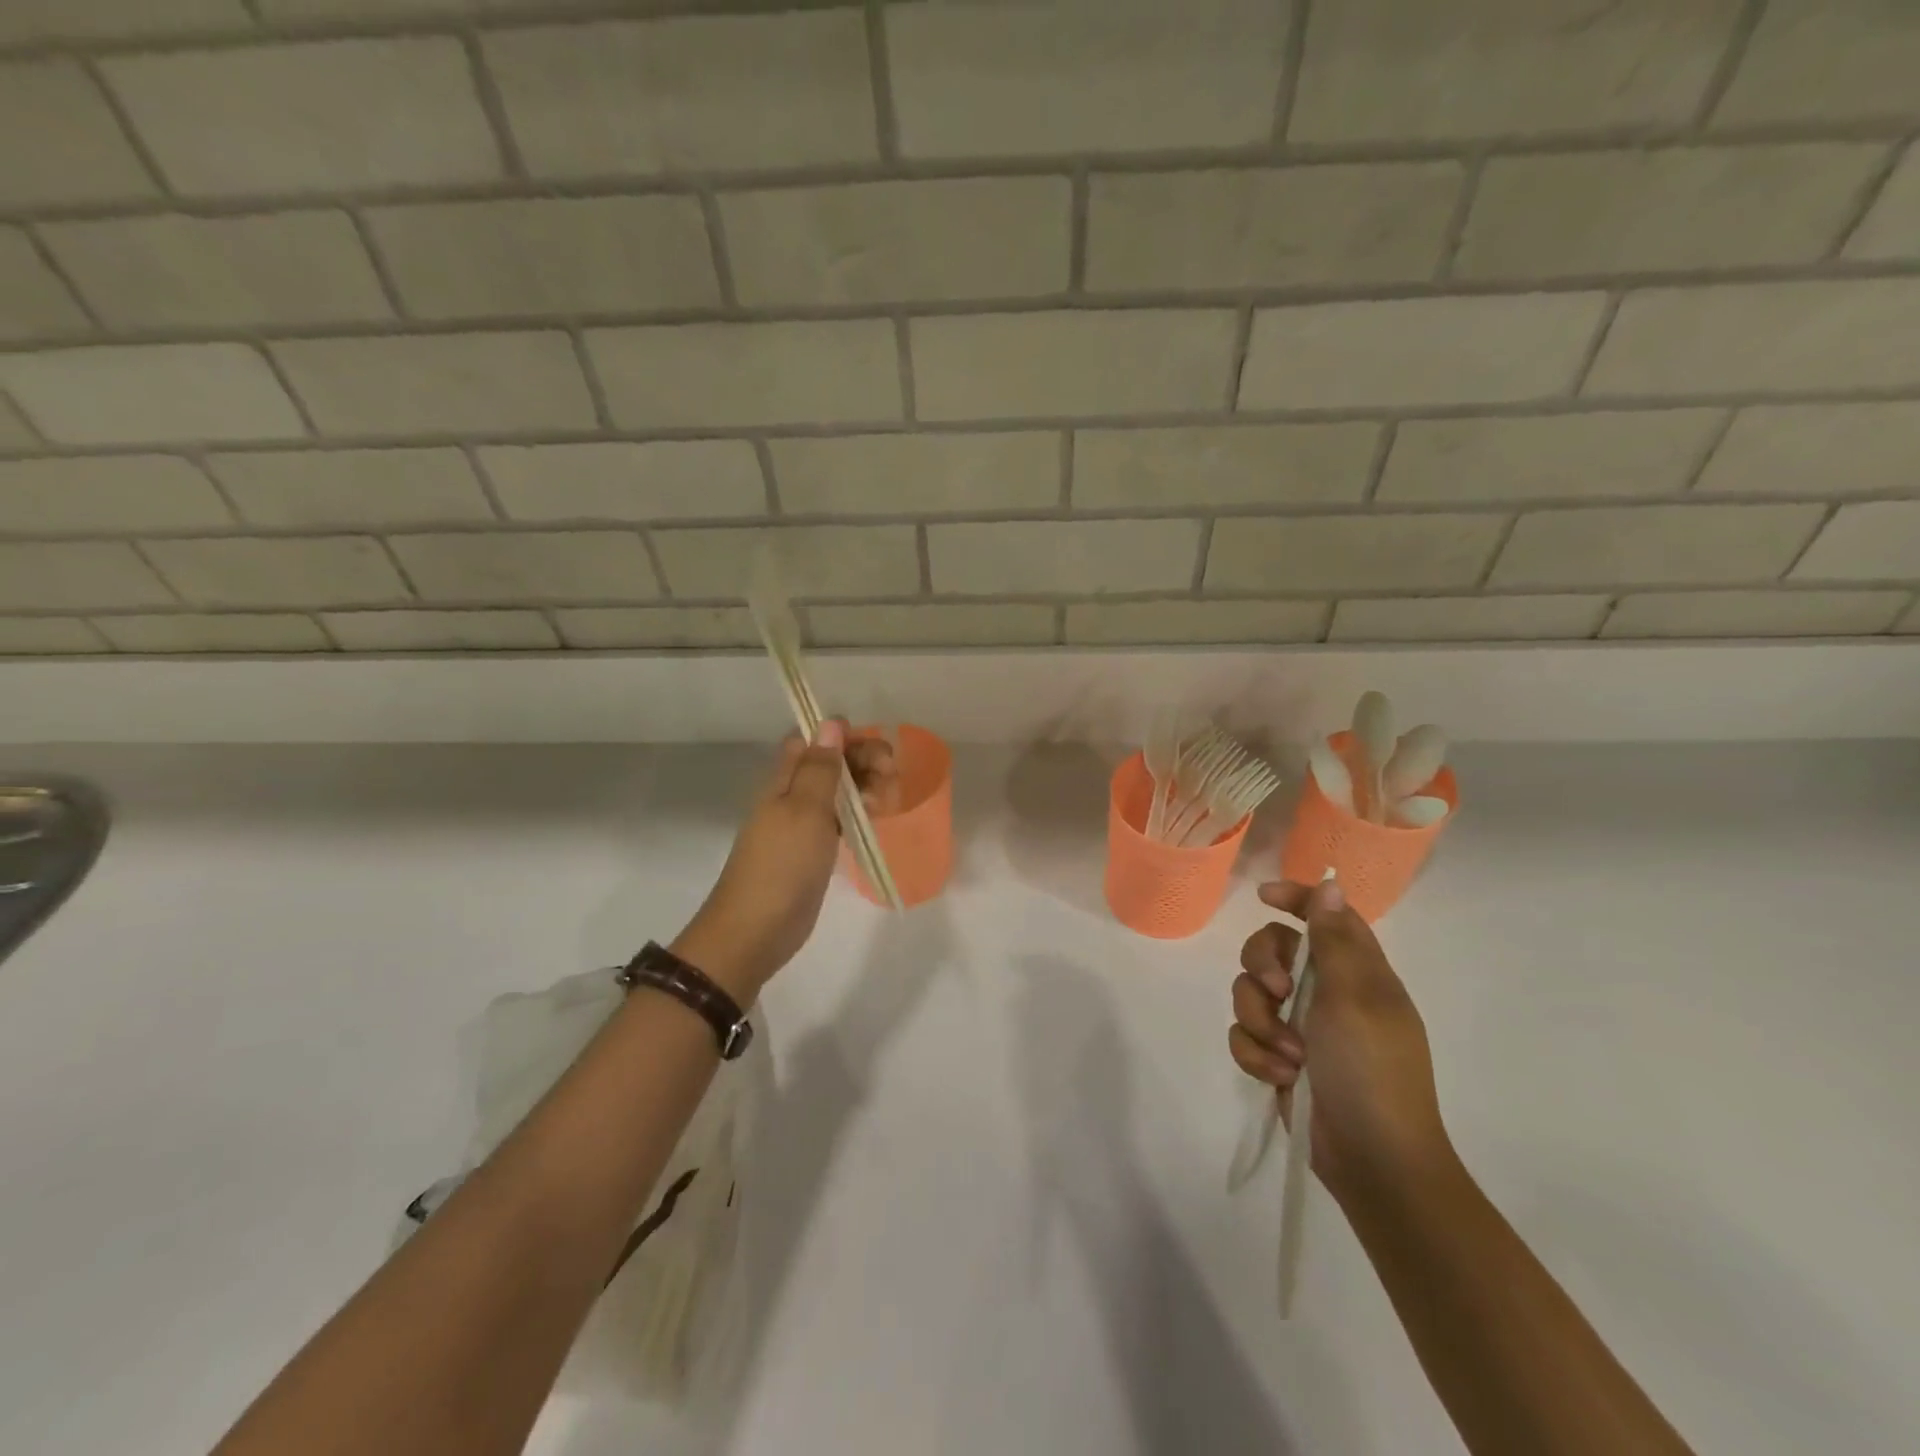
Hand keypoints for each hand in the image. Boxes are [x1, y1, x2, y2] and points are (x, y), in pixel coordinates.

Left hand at [672, 721, 896, 1000]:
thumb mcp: (804, 810)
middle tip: (891, 775)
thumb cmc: (782, 865)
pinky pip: (837, 820)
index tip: (873, 745)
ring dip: (862, 785)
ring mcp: (799, 826)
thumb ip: (820, 768)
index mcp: (782, 781)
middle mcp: (789, 797)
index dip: (840, 735)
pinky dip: (857, 813)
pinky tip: (876, 819)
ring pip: (834, 792)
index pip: (809, 740)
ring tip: (889, 797)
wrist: (755, 930)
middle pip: (826, 763)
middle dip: (860, 760)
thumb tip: (831, 723)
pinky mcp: (810, 853)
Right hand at [1231, 878, 1451, 1203]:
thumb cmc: (1372, 1071)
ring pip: (1249, 993)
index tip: (1262, 898)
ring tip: (1285, 1054)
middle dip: (1261, 967)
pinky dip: (1255, 1053)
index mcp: (1356, 972)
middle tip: (1277, 990)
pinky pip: (1244, 1035)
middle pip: (1272, 949)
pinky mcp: (1279, 1057)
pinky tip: (1279, 1075)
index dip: (1295, 898)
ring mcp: (1300, 1026)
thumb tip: (1331, 884)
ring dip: (1259, 1020)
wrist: (1373, 1160)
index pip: (1324, 916)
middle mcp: (1326, 992)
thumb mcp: (1355, 998)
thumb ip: (1334, 940)